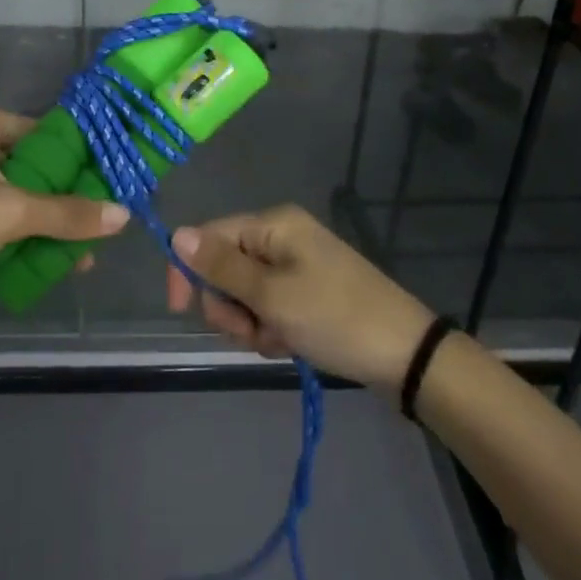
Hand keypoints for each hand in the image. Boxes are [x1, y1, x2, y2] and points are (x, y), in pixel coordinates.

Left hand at [0, 105, 128, 310]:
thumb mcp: (9, 214)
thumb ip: (68, 213)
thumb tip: (124, 215)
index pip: (40, 132)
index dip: (76, 161)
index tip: (108, 187)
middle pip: (27, 166)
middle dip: (61, 201)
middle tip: (96, 228)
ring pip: (8, 194)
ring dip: (39, 223)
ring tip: (77, 254)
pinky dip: (11, 233)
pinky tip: (39, 260)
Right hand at [168, 205, 434, 390]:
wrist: (404, 355)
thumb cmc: (334, 317)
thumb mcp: (272, 295)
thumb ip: (221, 267)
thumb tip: (176, 234)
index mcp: (273, 224)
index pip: (209, 236)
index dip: (189, 270)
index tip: (181, 311)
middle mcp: (281, 237)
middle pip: (224, 268)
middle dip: (229, 305)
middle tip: (252, 329)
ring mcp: (295, 267)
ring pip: (244, 294)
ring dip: (250, 323)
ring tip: (277, 340)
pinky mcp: (307, 294)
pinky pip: (268, 308)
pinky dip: (271, 330)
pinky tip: (290, 345)